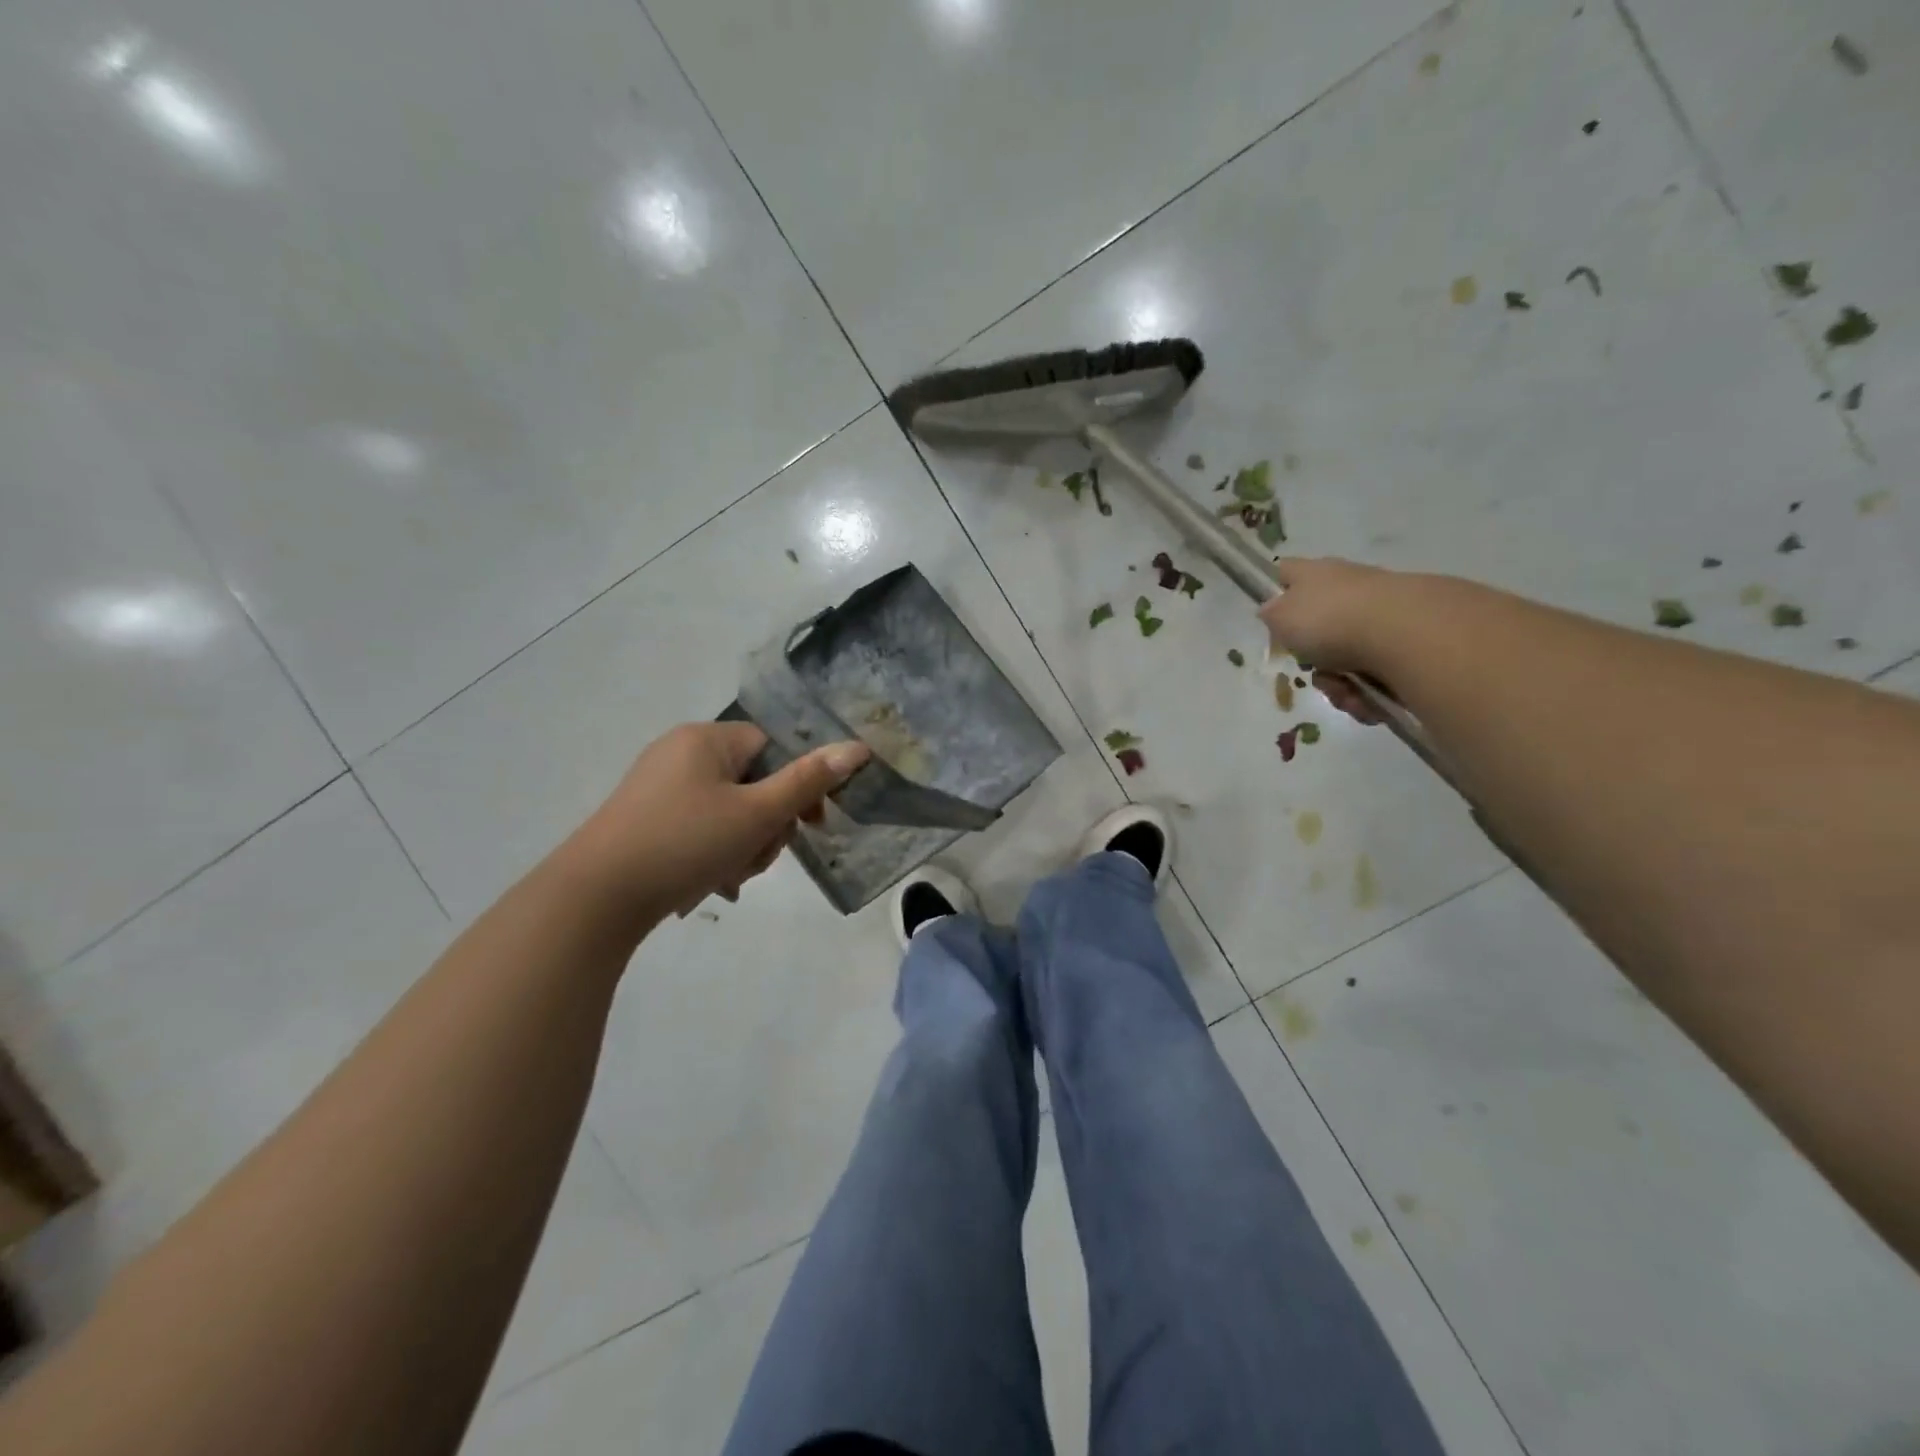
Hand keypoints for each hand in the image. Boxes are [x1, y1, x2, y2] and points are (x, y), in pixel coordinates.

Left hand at [567, 722, 869, 922]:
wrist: (595, 897)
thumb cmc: (685, 843)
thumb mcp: (756, 814)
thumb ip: (808, 781)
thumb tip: (857, 748)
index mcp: (706, 739)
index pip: (772, 747)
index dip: (796, 785)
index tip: (808, 824)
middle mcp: (680, 753)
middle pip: (753, 782)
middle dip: (766, 825)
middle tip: (757, 857)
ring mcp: (658, 787)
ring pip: (729, 811)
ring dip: (743, 845)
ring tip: (730, 879)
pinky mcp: (645, 820)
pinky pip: (699, 828)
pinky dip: (713, 853)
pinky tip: (710, 885)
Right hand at [1259, 557, 1407, 725]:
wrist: (1406, 633)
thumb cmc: (1331, 620)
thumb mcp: (1281, 617)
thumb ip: (1271, 614)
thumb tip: (1272, 611)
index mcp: (1316, 574)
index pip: (1287, 572)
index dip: (1277, 591)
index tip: (1273, 618)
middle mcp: (1350, 588)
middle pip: (1318, 629)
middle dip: (1313, 661)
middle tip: (1314, 671)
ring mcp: (1382, 613)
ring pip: (1346, 659)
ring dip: (1340, 685)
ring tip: (1349, 694)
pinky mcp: (1409, 642)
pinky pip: (1376, 675)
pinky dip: (1369, 693)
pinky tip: (1370, 699)